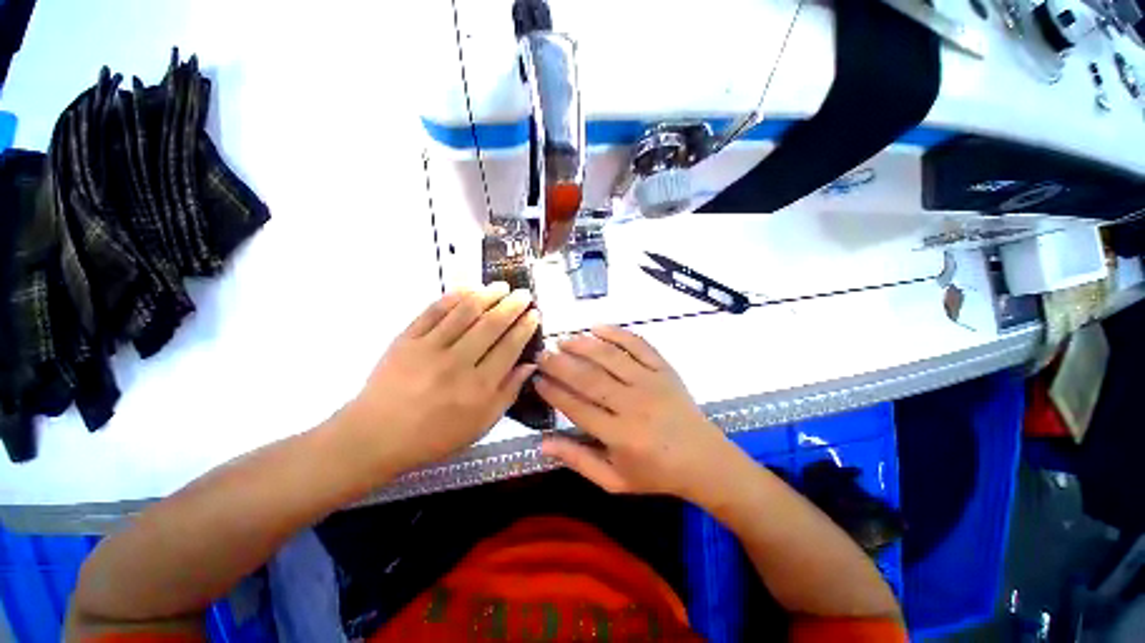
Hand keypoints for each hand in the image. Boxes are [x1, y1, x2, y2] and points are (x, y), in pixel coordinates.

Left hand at [339, 283, 539, 475]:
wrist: (377, 436)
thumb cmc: (435, 435)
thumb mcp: (482, 424)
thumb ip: (509, 392)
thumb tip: (530, 365)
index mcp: (479, 387)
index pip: (509, 347)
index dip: (525, 327)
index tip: (534, 314)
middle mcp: (458, 363)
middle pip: (491, 325)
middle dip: (512, 306)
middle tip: (524, 294)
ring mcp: (430, 348)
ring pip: (465, 312)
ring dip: (487, 295)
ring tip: (502, 286)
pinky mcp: (407, 339)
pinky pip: (434, 311)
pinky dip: (454, 297)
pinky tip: (468, 289)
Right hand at [535, 326, 735, 503]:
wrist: (704, 460)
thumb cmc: (656, 473)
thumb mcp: (614, 480)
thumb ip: (578, 460)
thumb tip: (542, 443)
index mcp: (619, 435)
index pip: (576, 407)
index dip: (553, 392)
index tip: (536, 379)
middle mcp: (633, 405)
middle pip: (589, 378)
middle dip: (560, 364)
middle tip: (542, 354)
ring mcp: (651, 382)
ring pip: (610, 357)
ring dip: (583, 346)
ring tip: (563, 340)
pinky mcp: (664, 369)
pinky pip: (639, 345)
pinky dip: (617, 333)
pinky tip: (597, 327)